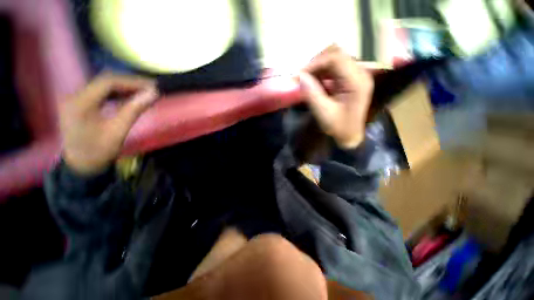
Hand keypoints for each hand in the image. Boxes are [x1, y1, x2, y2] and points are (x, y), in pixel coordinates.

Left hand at [60, 74, 157, 174]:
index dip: (132, 82)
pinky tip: (128, 98)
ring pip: (103, 86)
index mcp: (80, 103)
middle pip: (105, 82)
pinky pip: (99, 93)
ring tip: (143, 93)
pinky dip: (116, 94)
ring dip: (124, 88)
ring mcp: (75, 99)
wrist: (81, 166)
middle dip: (129, 84)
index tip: (152, 87)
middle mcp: (74, 96)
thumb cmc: (99, 151)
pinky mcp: (78, 104)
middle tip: (150, 89)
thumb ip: (134, 110)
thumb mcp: (118, 131)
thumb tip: (153, 94)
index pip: (108, 83)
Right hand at [299, 45, 373, 148]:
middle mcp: (360, 73)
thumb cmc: (338, 127)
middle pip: (336, 54)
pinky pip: (334, 68)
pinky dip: (321, 72)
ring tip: (305, 78)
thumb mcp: (324, 113)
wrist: (349, 136)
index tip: (299, 75)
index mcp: (357, 82)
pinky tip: (314, 81)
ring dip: (318, 67)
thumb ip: (312, 94)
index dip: (315, 64)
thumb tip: (300, 76)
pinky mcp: (350, 79)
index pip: (336, 59)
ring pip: (335, 59)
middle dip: (316, 63)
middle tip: (301, 76)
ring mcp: (356, 75)